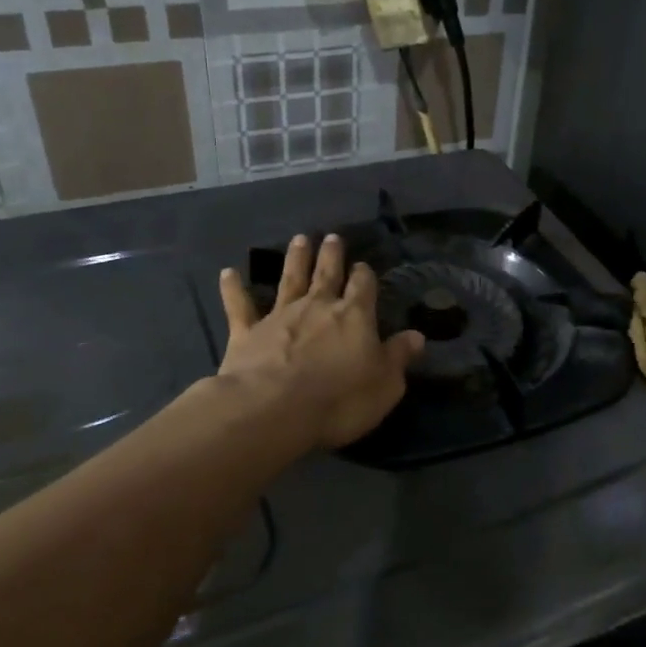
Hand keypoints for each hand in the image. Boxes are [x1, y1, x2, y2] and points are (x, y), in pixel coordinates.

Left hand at [218, 234, 424, 450]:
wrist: (274, 409)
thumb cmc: (340, 399)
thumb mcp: (385, 384)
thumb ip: (399, 357)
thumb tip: (417, 336)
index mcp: (354, 316)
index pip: (363, 287)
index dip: (364, 276)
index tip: (363, 267)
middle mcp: (317, 307)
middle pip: (326, 274)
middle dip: (331, 256)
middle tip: (331, 237)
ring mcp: (279, 316)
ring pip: (289, 280)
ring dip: (294, 259)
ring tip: (299, 239)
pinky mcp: (246, 333)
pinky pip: (240, 306)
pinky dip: (233, 289)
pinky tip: (228, 273)